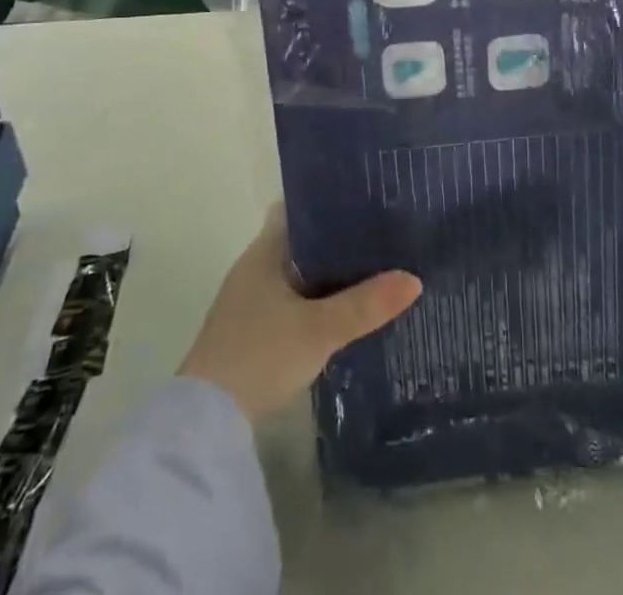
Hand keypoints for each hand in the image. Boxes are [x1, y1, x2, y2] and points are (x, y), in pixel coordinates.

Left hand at [178, 206, 421, 423]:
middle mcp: (256, 267)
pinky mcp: (253, 331)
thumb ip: (365, 304)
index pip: (300, 208)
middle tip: (384, 234)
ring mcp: (251, 300)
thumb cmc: (259, 355)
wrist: (206, 422)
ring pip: (300, 273)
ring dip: (329, 272)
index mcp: (265, 251)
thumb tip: (415, 279)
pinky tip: (345, 310)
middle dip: (339, 239)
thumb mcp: (319, 329)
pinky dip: (317, 300)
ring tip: (375, 267)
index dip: (331, 201)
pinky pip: (294, 300)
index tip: (367, 199)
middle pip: (304, 241)